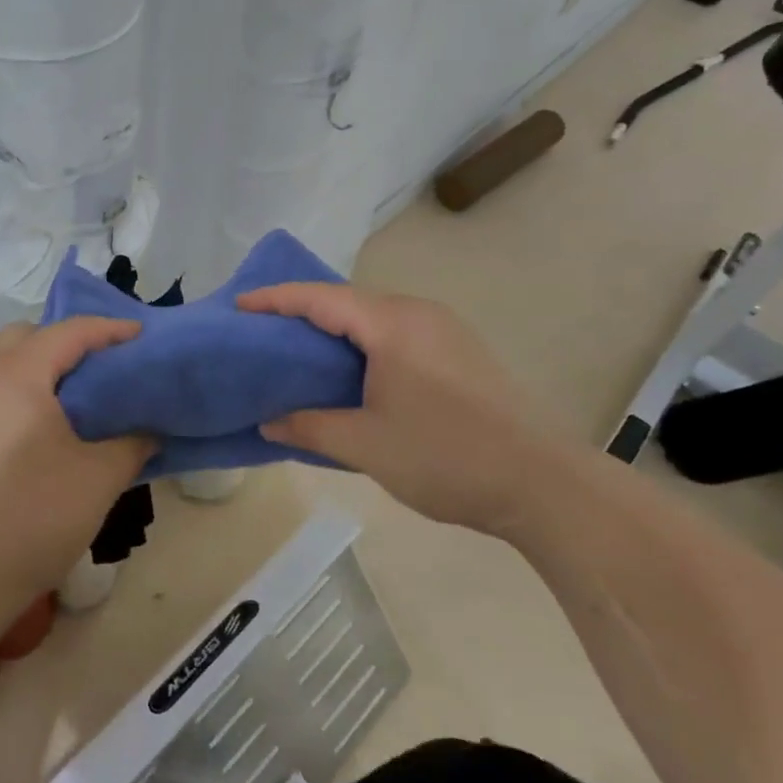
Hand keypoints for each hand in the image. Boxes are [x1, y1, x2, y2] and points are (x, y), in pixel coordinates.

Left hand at [0, 318, 152, 646]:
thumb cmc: (32, 518)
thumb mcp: (99, 478)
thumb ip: (134, 441)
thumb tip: (150, 428)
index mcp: (15, 374)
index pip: (70, 331)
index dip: (111, 330)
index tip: (145, 339)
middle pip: (30, 335)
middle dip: (71, 341)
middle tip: (108, 367)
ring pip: (5, 358)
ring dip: (43, 363)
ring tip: (81, 394)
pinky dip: (23, 384)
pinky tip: (47, 422)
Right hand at [237, 283, 558, 535]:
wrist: (543, 484)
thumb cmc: (445, 457)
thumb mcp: (365, 445)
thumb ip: (309, 426)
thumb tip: (268, 421)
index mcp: (392, 324)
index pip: (320, 298)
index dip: (275, 299)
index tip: (239, 305)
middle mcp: (418, 313)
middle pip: (347, 301)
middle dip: (302, 311)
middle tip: (262, 330)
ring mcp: (445, 329)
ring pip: (374, 316)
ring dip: (335, 328)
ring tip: (299, 349)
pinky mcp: (460, 351)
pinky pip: (397, 332)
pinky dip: (363, 342)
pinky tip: (351, 369)